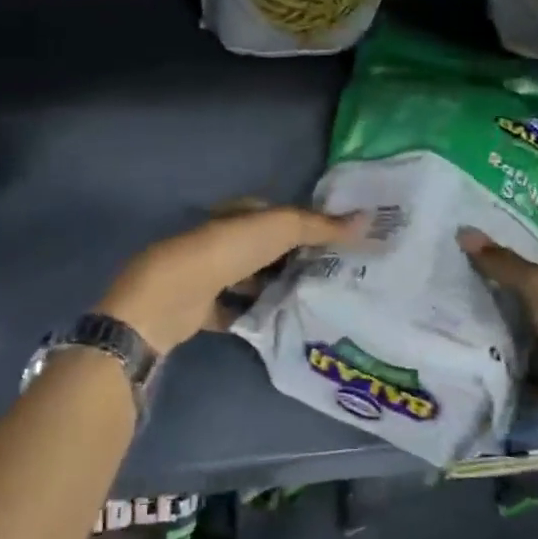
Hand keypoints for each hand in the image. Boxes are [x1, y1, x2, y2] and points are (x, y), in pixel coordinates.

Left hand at [98, 207, 368, 355]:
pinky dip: (250, 316)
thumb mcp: (280, 230)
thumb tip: (367, 218)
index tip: (332, 242)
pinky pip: (232, 311)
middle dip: (290, 258)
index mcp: (235, 215)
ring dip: (271, 287)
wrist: (170, 298)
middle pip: (262, 248)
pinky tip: (276, 325)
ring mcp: (207, 275)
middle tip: (328, 274)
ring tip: (309, 300)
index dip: (302, 224)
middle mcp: (220, 241)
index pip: (273, 214)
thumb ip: (321, 226)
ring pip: (247, 279)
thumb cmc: (227, 252)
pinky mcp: (199, 309)